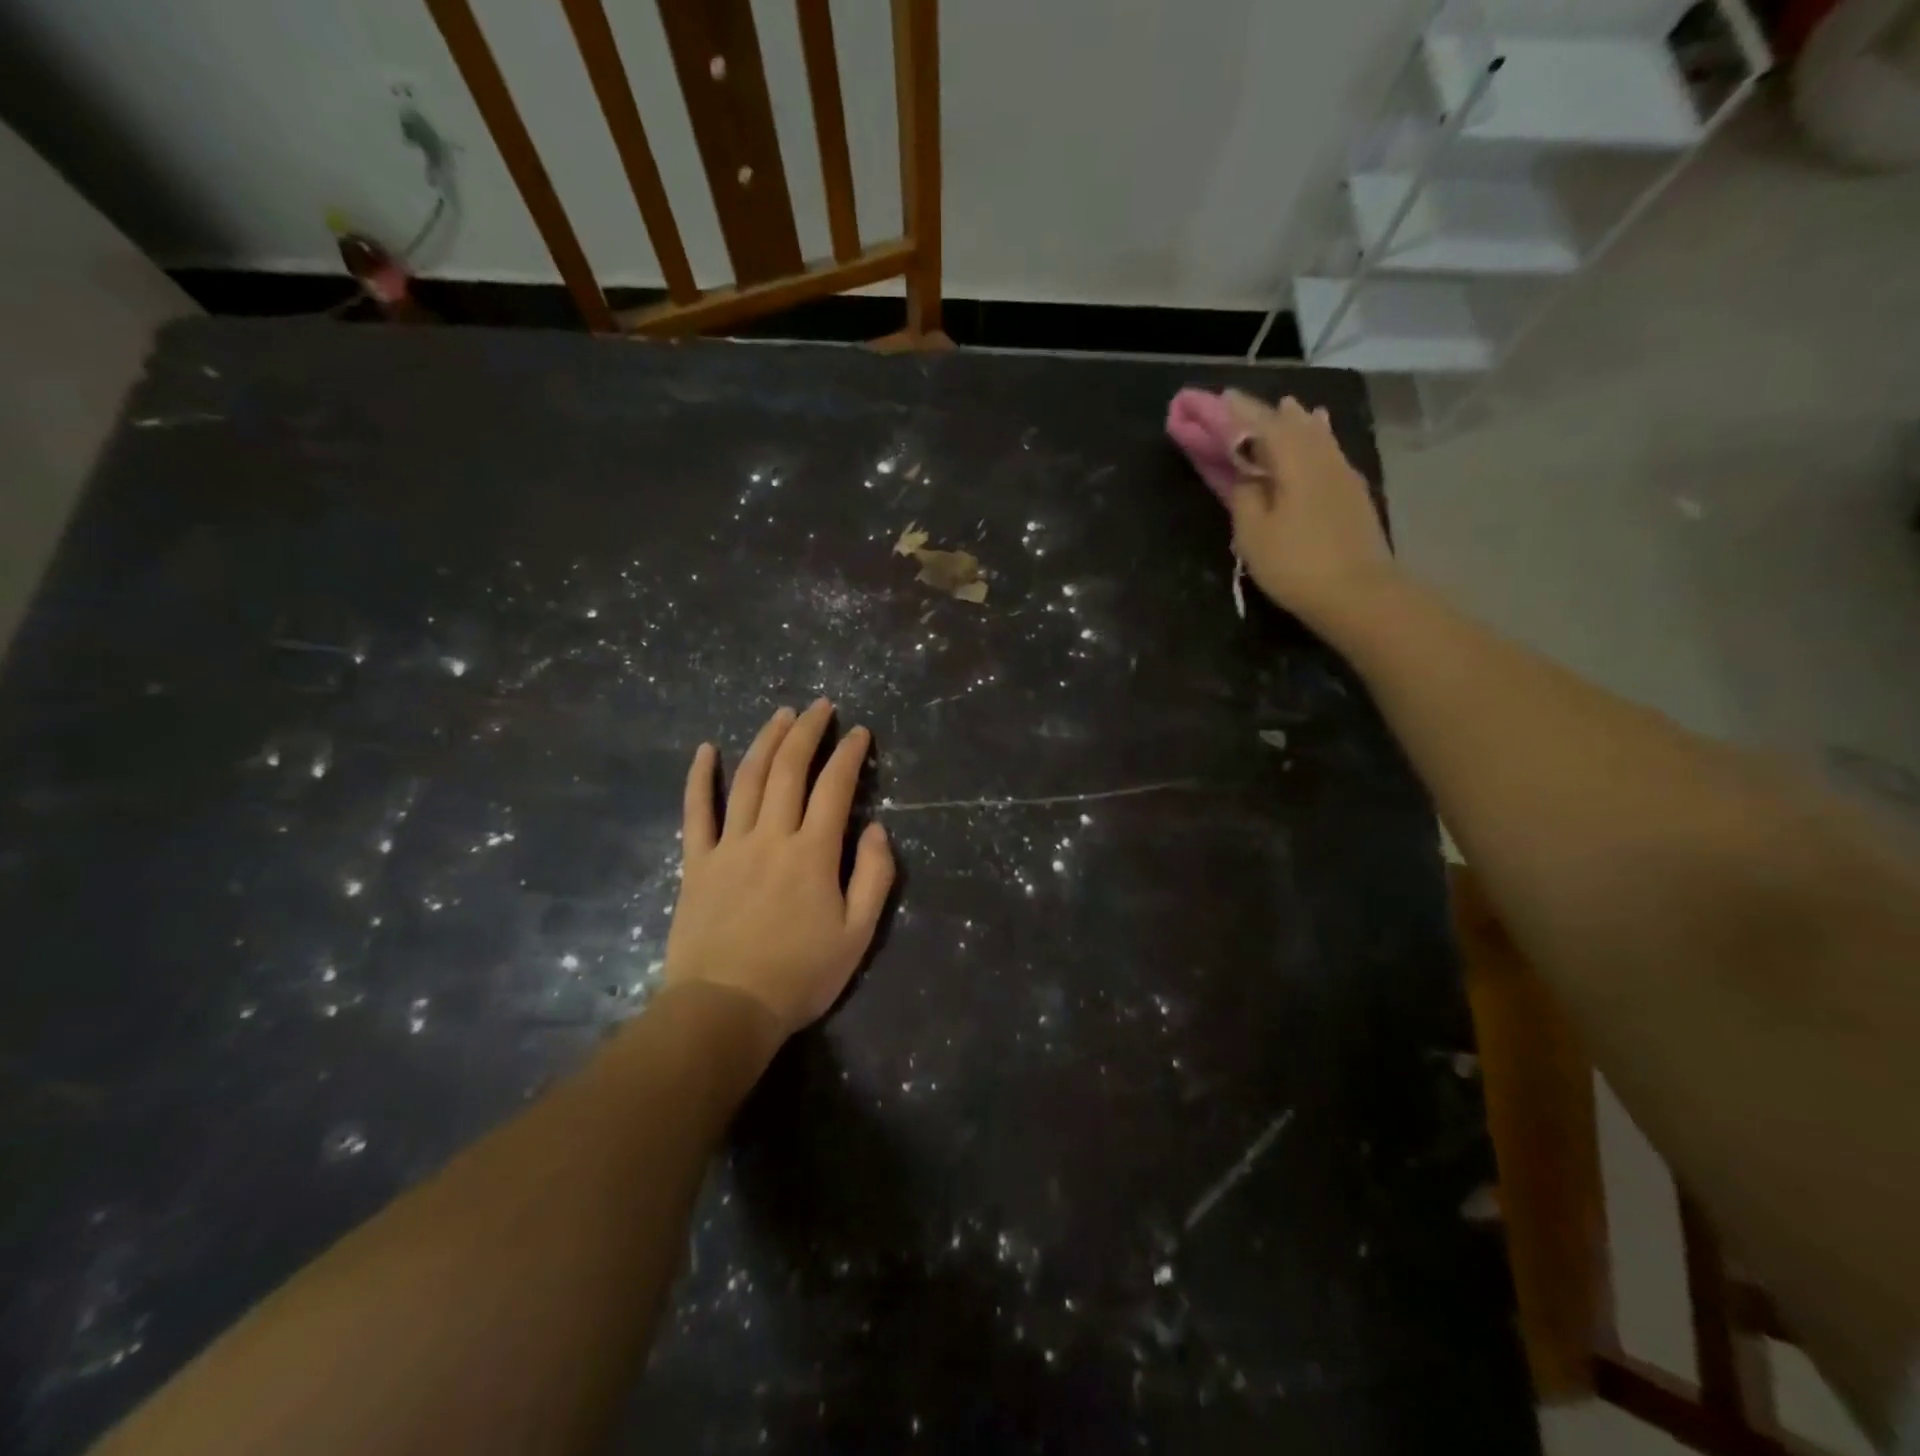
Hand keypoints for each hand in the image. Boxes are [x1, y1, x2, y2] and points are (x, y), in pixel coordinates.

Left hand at [664, 700, 894, 1038]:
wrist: (725, 1009)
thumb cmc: (799, 976)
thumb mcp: (857, 935)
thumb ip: (874, 877)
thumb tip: (876, 829)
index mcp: (813, 853)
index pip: (835, 788)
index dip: (849, 755)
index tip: (859, 732)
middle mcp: (771, 836)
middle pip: (789, 770)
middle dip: (807, 732)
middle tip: (820, 706)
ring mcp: (729, 846)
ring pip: (747, 780)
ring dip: (765, 741)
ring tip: (781, 715)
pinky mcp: (696, 863)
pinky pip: (696, 812)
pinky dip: (699, 778)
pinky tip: (705, 750)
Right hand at [1223, 391, 1396, 629]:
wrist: (1358, 594)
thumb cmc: (1296, 564)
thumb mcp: (1254, 534)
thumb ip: (1245, 497)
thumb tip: (1246, 476)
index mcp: (1294, 462)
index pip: (1262, 426)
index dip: (1239, 412)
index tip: (1220, 398)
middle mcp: (1322, 458)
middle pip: (1293, 425)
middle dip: (1268, 413)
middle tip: (1245, 406)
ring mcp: (1343, 475)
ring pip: (1317, 435)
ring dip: (1298, 421)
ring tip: (1289, 408)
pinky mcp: (1353, 495)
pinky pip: (1330, 451)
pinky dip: (1317, 438)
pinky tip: (1319, 435)